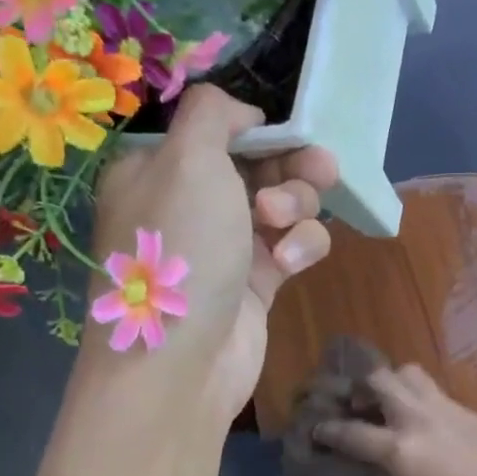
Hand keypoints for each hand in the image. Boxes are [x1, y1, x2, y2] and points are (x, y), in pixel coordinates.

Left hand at [85, 86, 338, 424]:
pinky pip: (294, 246)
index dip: (257, 130)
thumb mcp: (187, 158)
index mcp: (158, 169)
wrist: (183, 361)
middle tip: (319, 170)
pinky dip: (301, 248)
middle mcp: (190, 204)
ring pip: (284, 204)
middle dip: (292, 166)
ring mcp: (226, 245)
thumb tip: (243, 115)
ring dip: (298, 207)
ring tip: (282, 226)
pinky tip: (290, 265)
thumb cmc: (180, 249)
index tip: (286, 134)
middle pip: (260, 164)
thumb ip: (214, 114)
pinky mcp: (258, 283)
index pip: (217, 131)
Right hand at [314, 365, 476, 475]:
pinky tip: (420, 417)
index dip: (327, 431)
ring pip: (407, 372)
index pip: (351, 432)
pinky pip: (432, 389)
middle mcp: (418, 418)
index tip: (315, 429)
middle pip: (378, 380)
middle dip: (358, 388)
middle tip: (354, 405)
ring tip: (387, 403)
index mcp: (401, 449)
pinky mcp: (465, 408)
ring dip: (390, 382)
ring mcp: (444, 408)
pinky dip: (416, 395)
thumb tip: (370, 469)